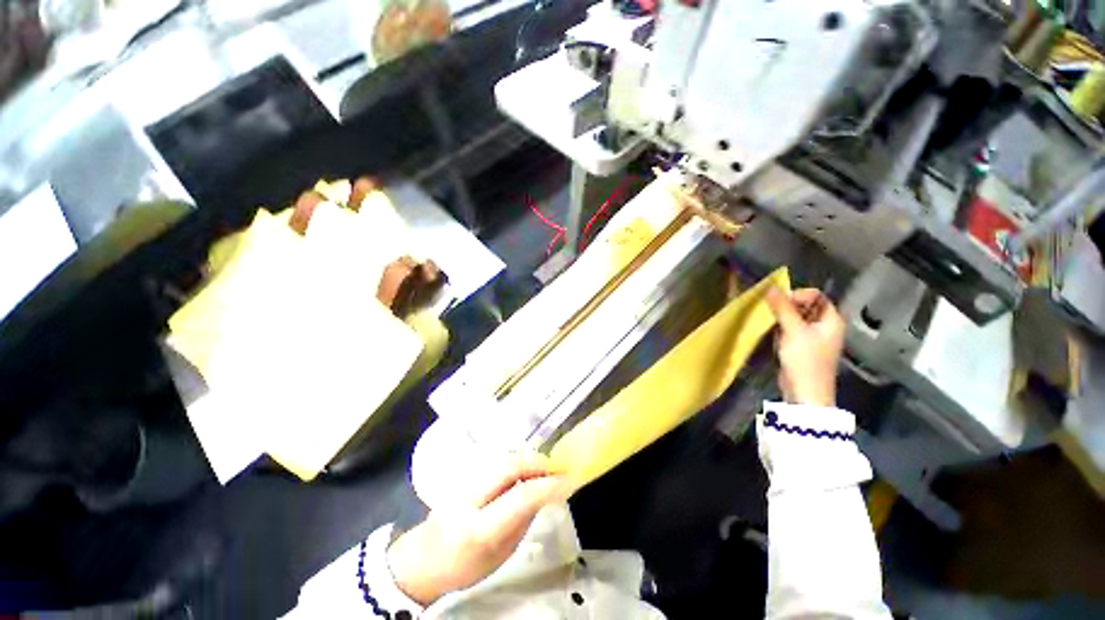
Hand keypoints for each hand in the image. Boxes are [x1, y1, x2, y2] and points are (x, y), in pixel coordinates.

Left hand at [387, 453, 569, 605]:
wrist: (422, 559)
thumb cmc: (464, 567)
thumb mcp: (500, 554)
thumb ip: (523, 520)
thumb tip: (546, 493)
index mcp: (478, 529)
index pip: (520, 497)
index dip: (547, 486)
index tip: (567, 481)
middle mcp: (469, 499)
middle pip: (510, 467)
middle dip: (538, 463)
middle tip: (557, 468)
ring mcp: (463, 482)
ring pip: (502, 458)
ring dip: (528, 458)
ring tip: (545, 467)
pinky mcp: (462, 474)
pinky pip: (495, 460)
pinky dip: (515, 460)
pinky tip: (525, 467)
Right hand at [765, 287, 845, 407]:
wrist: (805, 393)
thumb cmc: (804, 360)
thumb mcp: (793, 331)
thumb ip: (782, 308)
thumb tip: (771, 287)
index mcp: (832, 319)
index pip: (816, 295)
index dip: (797, 296)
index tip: (780, 304)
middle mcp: (825, 326)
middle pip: (805, 306)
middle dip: (787, 307)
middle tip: (773, 314)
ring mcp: (813, 337)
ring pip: (796, 318)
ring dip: (782, 318)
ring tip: (772, 325)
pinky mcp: (802, 347)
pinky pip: (790, 330)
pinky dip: (781, 329)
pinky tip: (774, 336)